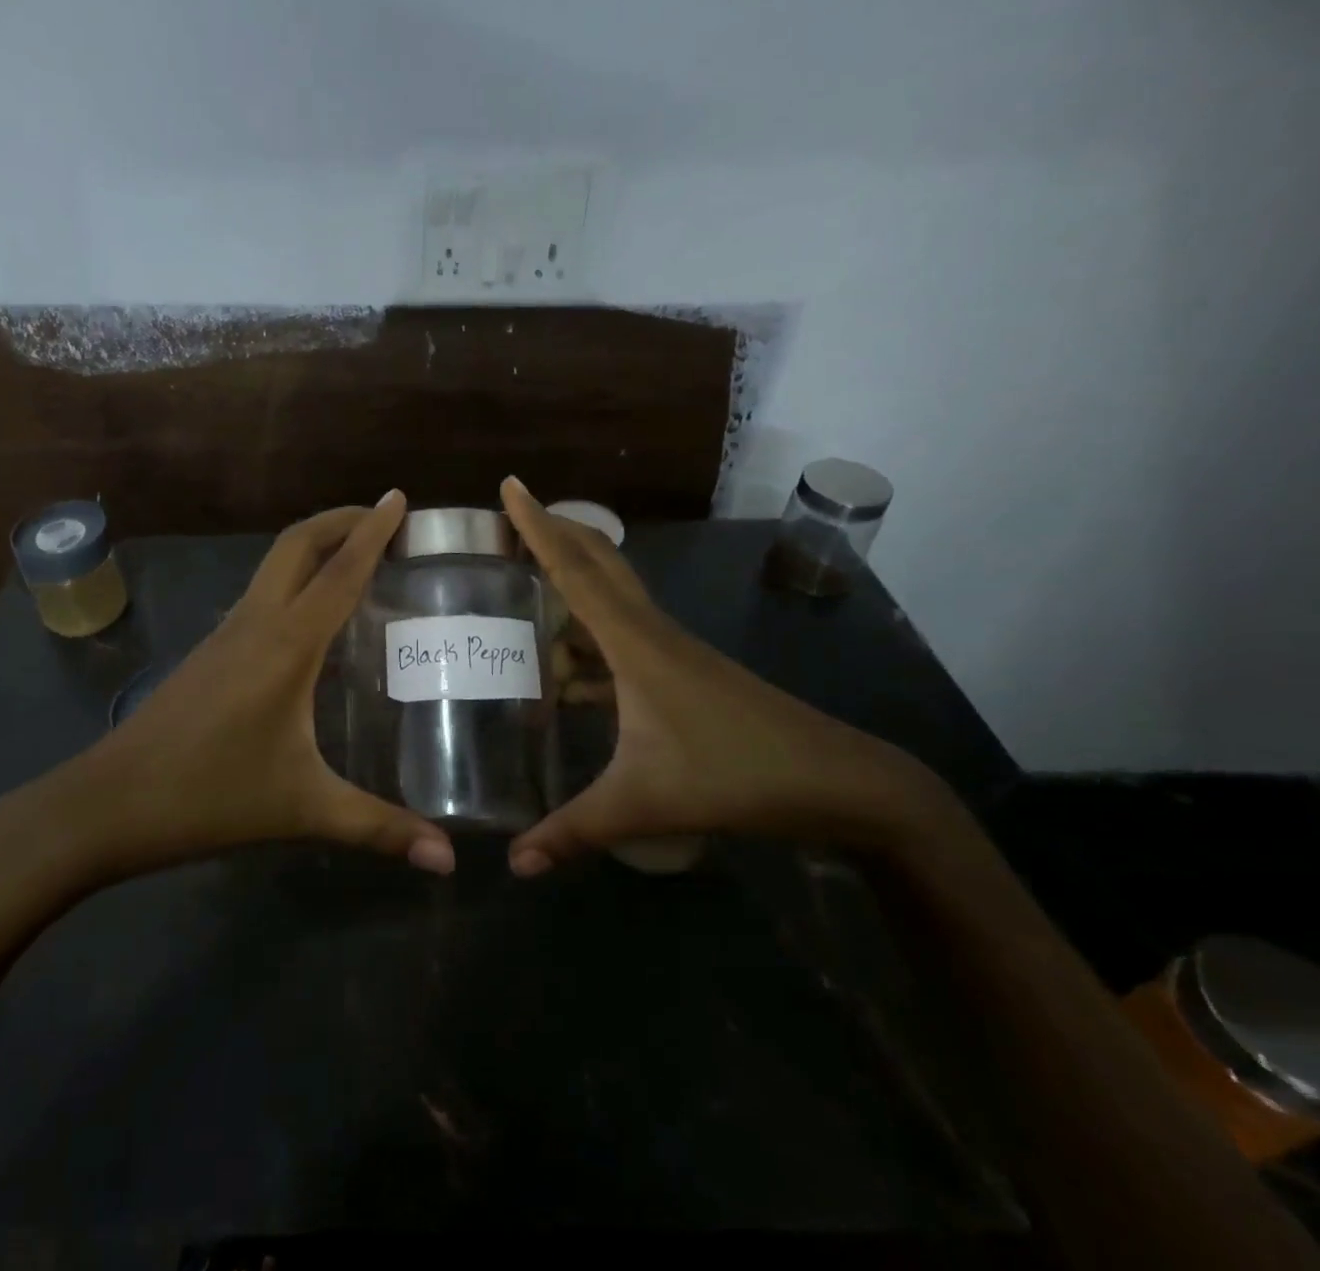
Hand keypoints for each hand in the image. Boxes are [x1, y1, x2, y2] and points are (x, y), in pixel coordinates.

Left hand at [23, 492, 455, 886]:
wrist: (107, 803)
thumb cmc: (209, 796)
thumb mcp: (303, 808)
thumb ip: (379, 829)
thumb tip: (447, 860)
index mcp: (286, 644)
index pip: (339, 570)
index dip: (372, 531)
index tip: (398, 497)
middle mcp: (256, 622)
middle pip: (297, 545)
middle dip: (340, 520)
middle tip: (384, 518)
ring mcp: (226, 633)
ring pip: (274, 565)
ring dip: (315, 546)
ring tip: (357, 557)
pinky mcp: (210, 651)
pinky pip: (261, 594)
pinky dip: (294, 579)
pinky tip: (312, 616)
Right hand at [500, 477, 954, 876]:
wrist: (839, 782)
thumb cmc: (736, 777)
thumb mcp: (644, 804)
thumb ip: (574, 832)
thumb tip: (514, 864)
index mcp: (635, 643)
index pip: (574, 570)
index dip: (537, 526)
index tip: (510, 484)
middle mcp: (651, 631)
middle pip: (596, 562)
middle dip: (552, 532)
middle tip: (509, 518)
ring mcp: (671, 650)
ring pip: (611, 598)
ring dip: (570, 585)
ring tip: (524, 595)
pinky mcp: (683, 671)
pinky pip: (622, 635)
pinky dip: (589, 637)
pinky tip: (566, 675)